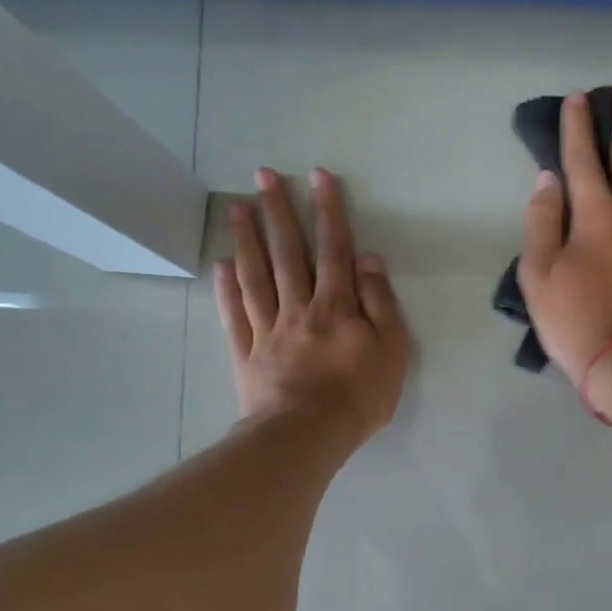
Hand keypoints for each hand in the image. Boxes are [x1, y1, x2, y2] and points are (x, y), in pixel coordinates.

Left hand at [214, 167, 409, 442]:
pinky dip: (225, 288)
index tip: (318, 176)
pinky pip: (234, 314)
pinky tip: (220, 265)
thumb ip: (380, 301)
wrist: (308, 434)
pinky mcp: (246, 353)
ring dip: (247, 239)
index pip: (333, 248)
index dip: (328, 211)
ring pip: (255, 275)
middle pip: (287, 252)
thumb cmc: (359, 395)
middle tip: (262, 175)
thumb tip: (368, 258)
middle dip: (278, 211)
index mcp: (336, 305)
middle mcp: (298, 307)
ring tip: (238, 207)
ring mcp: (267, 329)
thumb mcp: (391, 349)